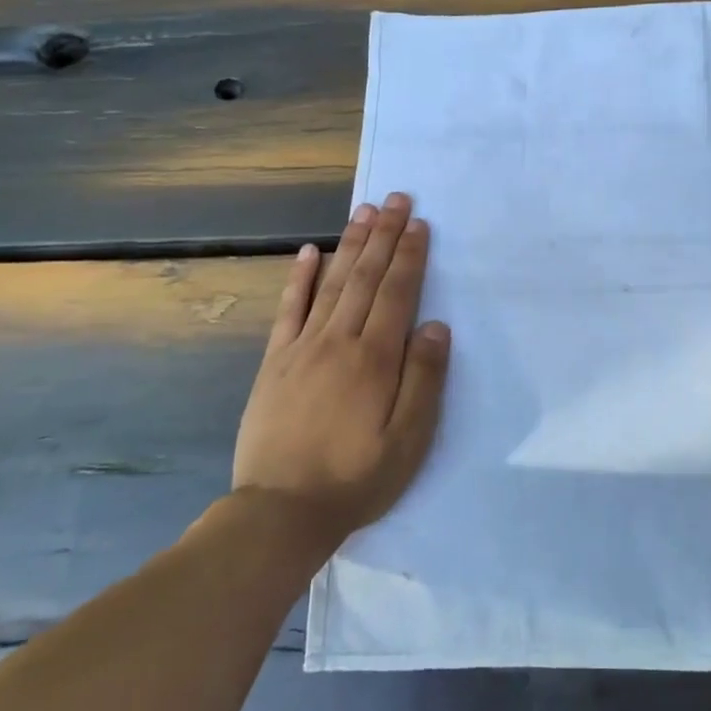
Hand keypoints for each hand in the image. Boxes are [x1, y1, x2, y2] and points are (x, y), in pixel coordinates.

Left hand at [233, 193, 450, 536]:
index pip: (397, 292)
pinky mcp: (275, 362)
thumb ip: (424, 379)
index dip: (410, 255)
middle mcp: (338, 340)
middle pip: (366, 277)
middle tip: (396, 199)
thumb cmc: (356, 478)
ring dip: (351, 245)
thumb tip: (436, 325)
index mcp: (374, 358)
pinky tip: (311, 252)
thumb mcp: (408, 439)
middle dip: (384, 235)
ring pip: (332, 283)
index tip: (419, 223)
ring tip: (365, 212)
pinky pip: (289, 309)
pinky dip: (301, 277)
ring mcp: (302, 347)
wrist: (280, 511)